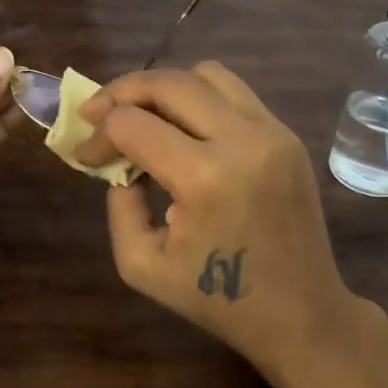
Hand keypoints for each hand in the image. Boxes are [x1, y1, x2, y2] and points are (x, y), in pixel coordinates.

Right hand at [74, 62, 361, 364]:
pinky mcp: (287, 134)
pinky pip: (233, 92)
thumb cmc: (217, 300)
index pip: (132, 124)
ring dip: (163, 88)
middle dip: (121, 91)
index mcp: (204, 178)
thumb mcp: (141, 265)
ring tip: (141, 114)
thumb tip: (120, 163)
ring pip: (204, 74)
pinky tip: (181, 127)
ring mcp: (272, 132)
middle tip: (97, 112)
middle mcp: (243, 140)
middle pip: (167, 83)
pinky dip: (197, 97)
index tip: (86, 154)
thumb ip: (118, 204)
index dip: (98, 133)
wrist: (301, 313)